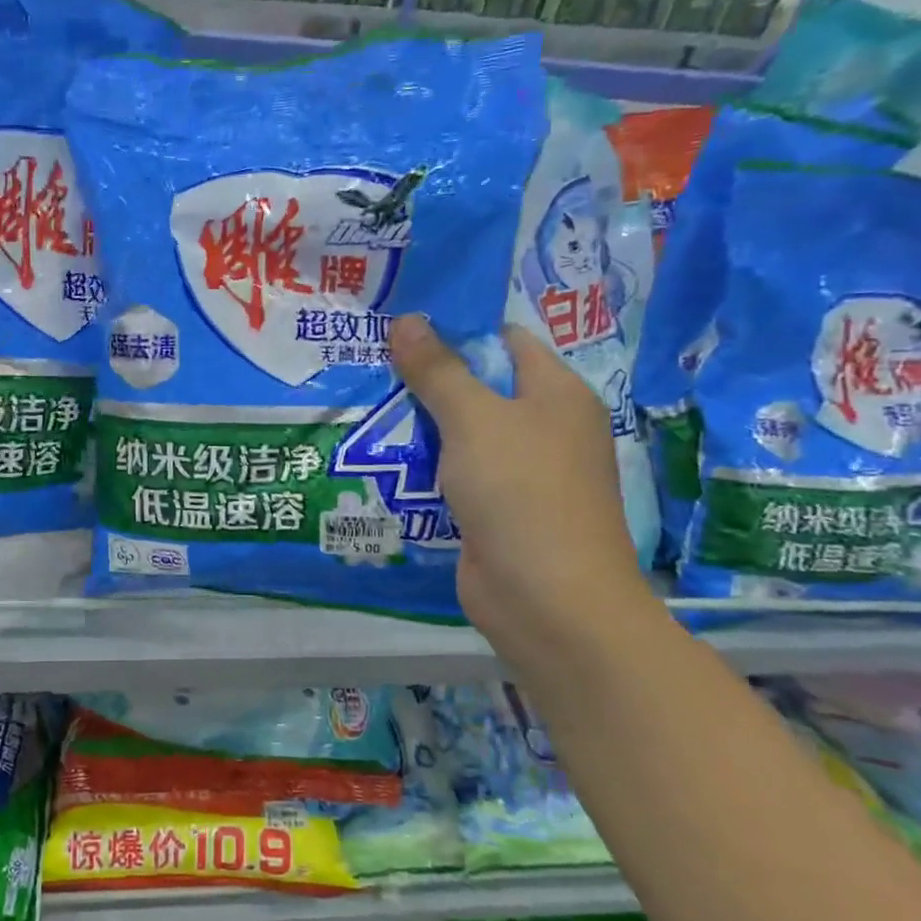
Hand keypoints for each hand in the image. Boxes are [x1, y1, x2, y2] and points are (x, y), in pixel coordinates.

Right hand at [388, 315, 650, 653]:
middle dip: (428, 378)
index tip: (402, 324)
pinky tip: (379, 454)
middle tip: (370, 360)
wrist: (546, 600)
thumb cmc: (521, 492)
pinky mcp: (496, 511)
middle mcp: (545, 428)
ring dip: (419, 423)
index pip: (506, 341)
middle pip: (480, 387)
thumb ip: (438, 369)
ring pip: (462, 434)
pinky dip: (424, 465)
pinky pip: (455, 474)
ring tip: (363, 400)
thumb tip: (407, 320)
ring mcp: (521, 473)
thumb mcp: (474, 419)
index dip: (457, 328)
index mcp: (557, 394)